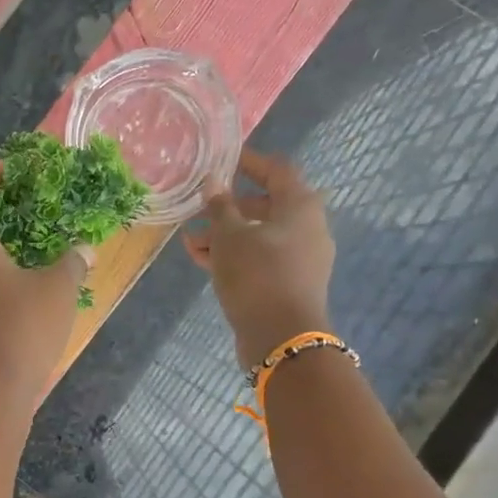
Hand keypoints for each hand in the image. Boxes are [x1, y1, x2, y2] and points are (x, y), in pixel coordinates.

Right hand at [186, 149, 334, 366]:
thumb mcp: (230, 236)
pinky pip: (260, 258)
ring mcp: (300, 257)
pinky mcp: (289, 282)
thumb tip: (214, 183)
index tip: (221, 161)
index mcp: (300, 206)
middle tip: (198, 209)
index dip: (248, 162)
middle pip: (265, 205)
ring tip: (190, 241)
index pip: (276, 170)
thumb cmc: (257, 274)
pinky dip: (234, 255)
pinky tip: (202, 259)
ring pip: (258, 235)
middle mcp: (306, 227)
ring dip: (225, 235)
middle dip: (228, 207)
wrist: (281, 337)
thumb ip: (220, 207)